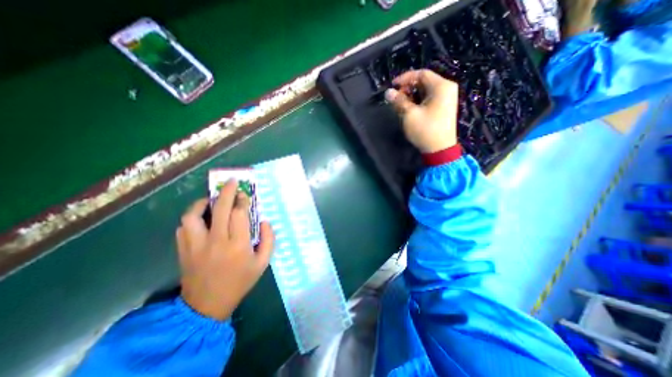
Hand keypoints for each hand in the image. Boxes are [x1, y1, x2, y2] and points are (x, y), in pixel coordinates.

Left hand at [178, 180, 275, 320]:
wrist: (207, 305)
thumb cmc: (240, 281)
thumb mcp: (262, 263)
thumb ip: (269, 240)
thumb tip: (266, 221)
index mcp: (238, 245)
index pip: (239, 214)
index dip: (242, 201)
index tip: (245, 195)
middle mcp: (216, 241)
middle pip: (220, 209)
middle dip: (227, 191)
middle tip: (231, 182)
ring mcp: (196, 245)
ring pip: (193, 216)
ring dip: (202, 203)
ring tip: (210, 200)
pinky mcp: (183, 250)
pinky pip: (183, 228)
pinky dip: (191, 218)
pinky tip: (200, 218)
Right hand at [385, 70, 458, 151]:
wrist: (440, 149)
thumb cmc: (425, 130)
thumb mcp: (409, 115)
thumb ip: (398, 101)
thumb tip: (388, 92)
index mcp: (441, 86)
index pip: (421, 73)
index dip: (405, 78)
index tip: (392, 86)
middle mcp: (447, 88)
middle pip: (424, 81)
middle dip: (408, 88)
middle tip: (396, 98)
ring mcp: (447, 98)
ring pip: (426, 90)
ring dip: (412, 95)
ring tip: (401, 105)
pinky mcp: (444, 107)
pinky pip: (430, 98)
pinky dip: (419, 101)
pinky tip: (410, 109)